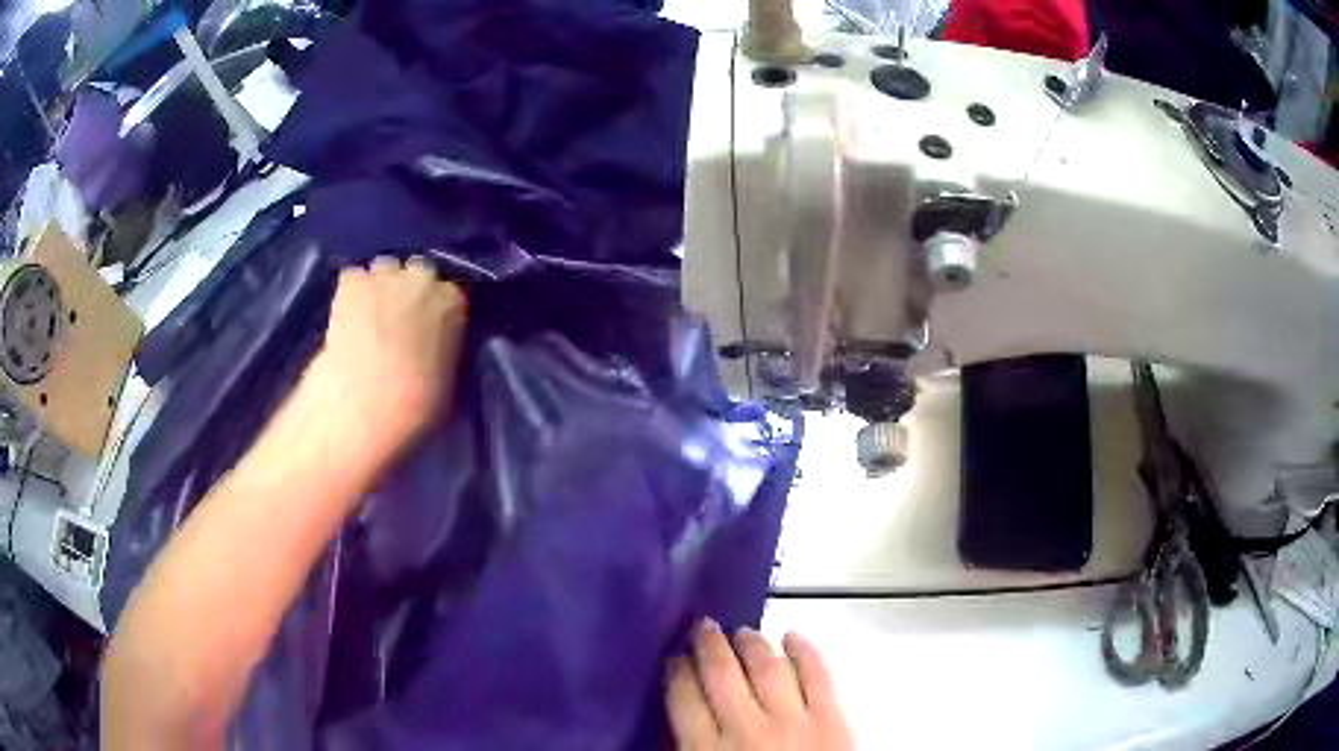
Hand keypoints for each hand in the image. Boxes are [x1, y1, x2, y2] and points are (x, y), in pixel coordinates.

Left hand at [310, 256, 466, 448]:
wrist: (368, 403)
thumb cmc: (418, 406)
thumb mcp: (450, 379)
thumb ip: (446, 348)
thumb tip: (435, 346)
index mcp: (455, 301)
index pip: (452, 291)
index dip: (436, 309)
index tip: (428, 325)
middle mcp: (423, 277)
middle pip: (417, 271)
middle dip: (408, 290)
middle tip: (397, 320)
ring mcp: (385, 274)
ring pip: (383, 269)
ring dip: (379, 287)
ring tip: (369, 315)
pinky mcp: (351, 281)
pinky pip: (353, 277)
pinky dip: (350, 293)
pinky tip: (346, 315)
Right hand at [666, 619, 852, 750]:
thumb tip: (679, 726)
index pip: (683, 699)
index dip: (676, 672)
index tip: (674, 658)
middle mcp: (746, 730)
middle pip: (721, 674)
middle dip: (708, 645)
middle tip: (702, 627)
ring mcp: (794, 721)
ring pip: (766, 667)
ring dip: (751, 643)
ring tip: (742, 631)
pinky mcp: (832, 717)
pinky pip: (818, 673)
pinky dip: (805, 649)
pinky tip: (793, 636)